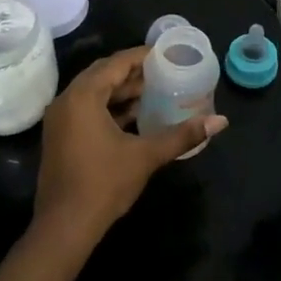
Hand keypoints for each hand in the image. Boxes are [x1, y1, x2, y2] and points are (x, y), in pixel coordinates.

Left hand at [32, 46, 228, 258]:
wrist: (64, 227)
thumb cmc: (103, 184)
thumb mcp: (146, 156)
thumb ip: (182, 136)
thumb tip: (220, 121)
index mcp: (83, 96)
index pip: (116, 64)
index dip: (142, 56)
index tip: (167, 54)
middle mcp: (67, 101)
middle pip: (103, 75)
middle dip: (133, 72)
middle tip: (164, 71)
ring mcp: (60, 120)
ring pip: (94, 93)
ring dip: (121, 91)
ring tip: (154, 91)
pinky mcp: (60, 137)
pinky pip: (86, 109)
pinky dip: (109, 107)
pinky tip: (134, 116)